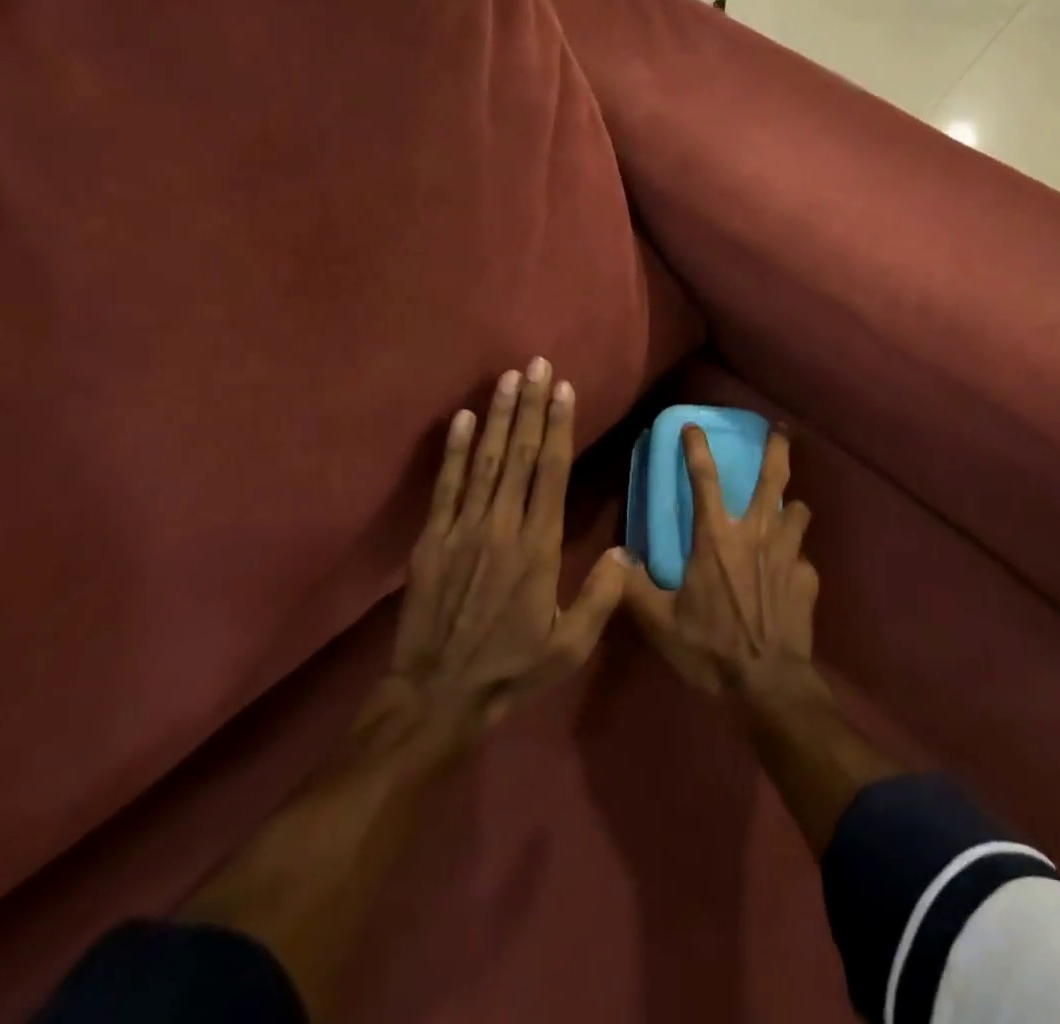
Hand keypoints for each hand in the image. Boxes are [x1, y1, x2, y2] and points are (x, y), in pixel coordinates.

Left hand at [385, 360, 627, 747]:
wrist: (435, 696)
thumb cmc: (510, 669)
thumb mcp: (568, 646)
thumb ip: (600, 597)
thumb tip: (626, 552)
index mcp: (538, 547)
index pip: (551, 472)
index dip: (557, 426)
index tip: (563, 389)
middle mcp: (502, 526)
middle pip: (518, 454)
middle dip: (530, 405)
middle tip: (536, 364)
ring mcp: (463, 529)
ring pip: (484, 460)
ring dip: (496, 416)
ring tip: (507, 378)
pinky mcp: (432, 539)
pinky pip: (445, 486)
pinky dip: (453, 450)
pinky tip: (461, 418)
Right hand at [623, 423, 820, 705]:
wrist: (767, 685)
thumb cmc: (710, 649)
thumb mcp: (660, 623)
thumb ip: (634, 588)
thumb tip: (615, 559)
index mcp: (716, 538)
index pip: (703, 478)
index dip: (696, 447)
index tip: (693, 425)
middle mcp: (756, 534)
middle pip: (773, 477)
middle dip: (778, 448)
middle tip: (781, 430)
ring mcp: (788, 554)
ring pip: (798, 510)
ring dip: (792, 507)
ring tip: (788, 509)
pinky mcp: (808, 579)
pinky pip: (803, 558)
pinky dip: (796, 560)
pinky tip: (790, 574)